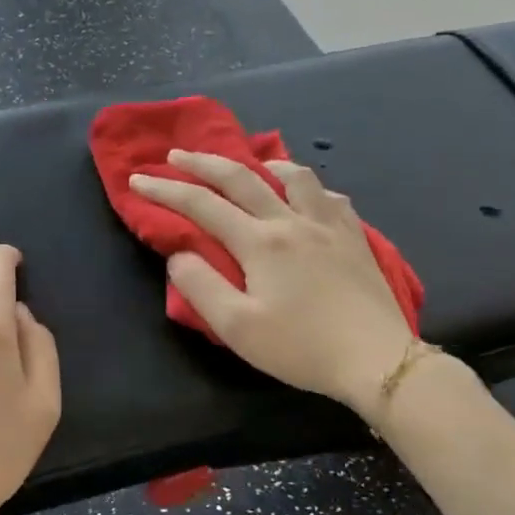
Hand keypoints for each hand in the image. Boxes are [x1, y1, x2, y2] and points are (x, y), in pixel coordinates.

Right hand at [129, 150, 416, 418]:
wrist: (376, 359)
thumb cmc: (300, 347)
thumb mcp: (237, 327)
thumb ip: (200, 286)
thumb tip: (179, 254)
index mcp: (260, 242)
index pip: (202, 205)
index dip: (165, 190)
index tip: (137, 180)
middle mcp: (292, 221)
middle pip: (242, 178)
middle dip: (203, 163)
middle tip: (177, 155)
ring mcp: (329, 226)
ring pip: (294, 176)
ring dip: (263, 164)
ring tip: (250, 164)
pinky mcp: (355, 238)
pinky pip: (329, 196)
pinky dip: (308, 186)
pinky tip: (306, 195)